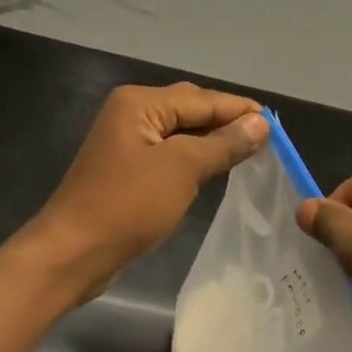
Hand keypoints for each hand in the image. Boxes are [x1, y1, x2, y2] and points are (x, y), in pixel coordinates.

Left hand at [28, 82, 268, 295]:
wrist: (74, 252)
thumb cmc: (128, 205)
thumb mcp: (183, 169)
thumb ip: (224, 143)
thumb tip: (261, 124)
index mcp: (140, 103)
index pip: (202, 99)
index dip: (240, 110)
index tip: (277, 125)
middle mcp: (131, 114)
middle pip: (190, 110)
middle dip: (227, 122)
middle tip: (266, 141)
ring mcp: (126, 144)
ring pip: (181, 134)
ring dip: (212, 142)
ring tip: (250, 154)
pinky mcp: (126, 172)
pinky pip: (169, 156)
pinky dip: (194, 160)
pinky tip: (215, 171)